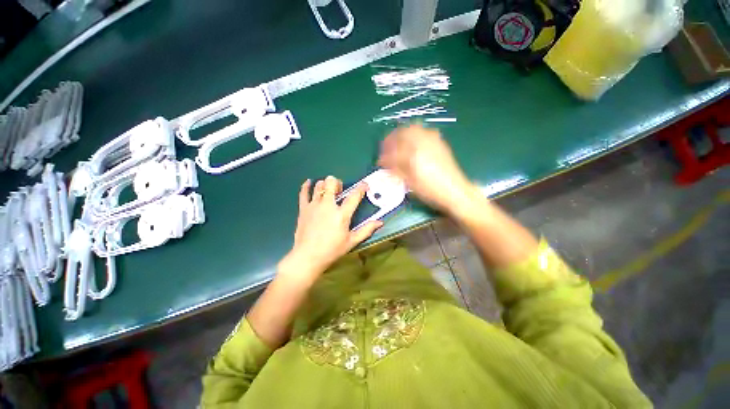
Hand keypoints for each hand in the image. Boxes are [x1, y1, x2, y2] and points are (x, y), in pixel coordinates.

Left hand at [280, 176, 382, 281]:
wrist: (308, 257)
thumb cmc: (332, 250)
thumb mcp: (352, 241)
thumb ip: (366, 230)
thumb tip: (380, 222)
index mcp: (342, 214)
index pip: (354, 196)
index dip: (361, 188)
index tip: (364, 185)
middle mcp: (328, 206)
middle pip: (332, 183)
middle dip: (338, 183)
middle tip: (339, 191)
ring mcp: (314, 206)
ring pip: (319, 185)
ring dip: (325, 185)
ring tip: (328, 191)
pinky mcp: (304, 209)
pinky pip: (304, 193)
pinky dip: (306, 186)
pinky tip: (308, 183)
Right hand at [378, 124, 478, 214]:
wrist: (455, 191)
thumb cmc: (431, 190)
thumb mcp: (410, 182)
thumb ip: (396, 170)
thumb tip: (384, 163)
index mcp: (414, 155)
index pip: (393, 150)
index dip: (384, 156)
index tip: (380, 161)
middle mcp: (423, 143)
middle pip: (402, 132)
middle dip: (391, 138)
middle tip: (386, 148)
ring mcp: (433, 140)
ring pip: (413, 128)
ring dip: (402, 134)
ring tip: (397, 144)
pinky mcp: (439, 142)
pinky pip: (424, 131)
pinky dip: (414, 134)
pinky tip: (412, 144)